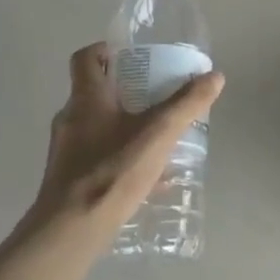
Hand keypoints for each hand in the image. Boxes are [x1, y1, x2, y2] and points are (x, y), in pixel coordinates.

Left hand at [28, 42, 224, 241]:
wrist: (71, 229)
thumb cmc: (112, 171)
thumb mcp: (158, 134)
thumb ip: (186, 104)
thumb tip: (215, 76)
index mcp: (86, 99)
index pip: (85, 58)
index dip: (105, 50)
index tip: (130, 55)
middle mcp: (69, 119)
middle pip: (93, 93)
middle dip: (124, 92)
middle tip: (155, 97)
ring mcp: (64, 150)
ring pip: (96, 127)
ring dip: (122, 126)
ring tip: (155, 138)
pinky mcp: (67, 178)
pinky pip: (95, 157)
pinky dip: (118, 157)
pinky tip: (145, 178)